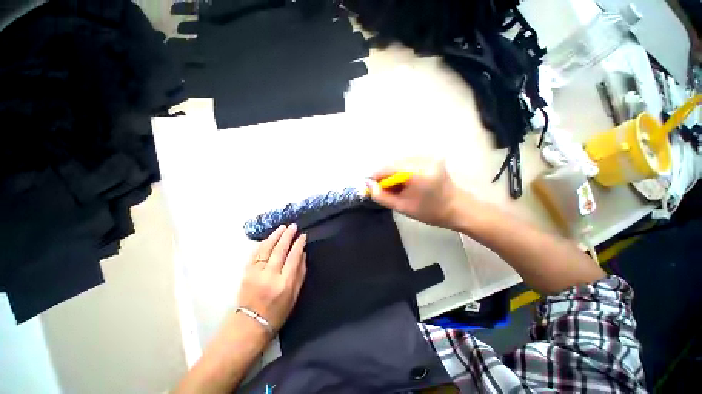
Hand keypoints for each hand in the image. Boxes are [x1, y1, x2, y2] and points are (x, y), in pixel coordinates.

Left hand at [237, 224, 306, 332]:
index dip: (299, 244)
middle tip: (293, 226)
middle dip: (287, 236)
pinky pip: (255, 254)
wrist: (251, 323)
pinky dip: (262, 244)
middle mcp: (270, 275)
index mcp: (284, 282)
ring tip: (282, 227)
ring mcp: (256, 273)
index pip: (293, 257)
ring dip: (275, 236)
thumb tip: (303, 254)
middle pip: (280, 250)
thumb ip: (300, 273)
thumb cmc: (277, 311)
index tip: (303, 235)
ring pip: (266, 249)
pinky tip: (268, 238)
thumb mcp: (295, 295)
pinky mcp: (246, 273)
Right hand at [368, 157, 460, 228]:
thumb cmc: (429, 211)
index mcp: (418, 173)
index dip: (376, 176)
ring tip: (396, 186)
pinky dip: (401, 170)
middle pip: (393, 163)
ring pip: (399, 161)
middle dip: (385, 175)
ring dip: (393, 172)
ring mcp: (428, 156)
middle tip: (384, 189)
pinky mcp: (430, 157)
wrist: (456, 207)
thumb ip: (381, 196)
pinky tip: (405, 181)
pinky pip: (408, 161)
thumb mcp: (401, 207)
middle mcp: (423, 159)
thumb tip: (369, 184)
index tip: (372, 186)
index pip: (388, 168)